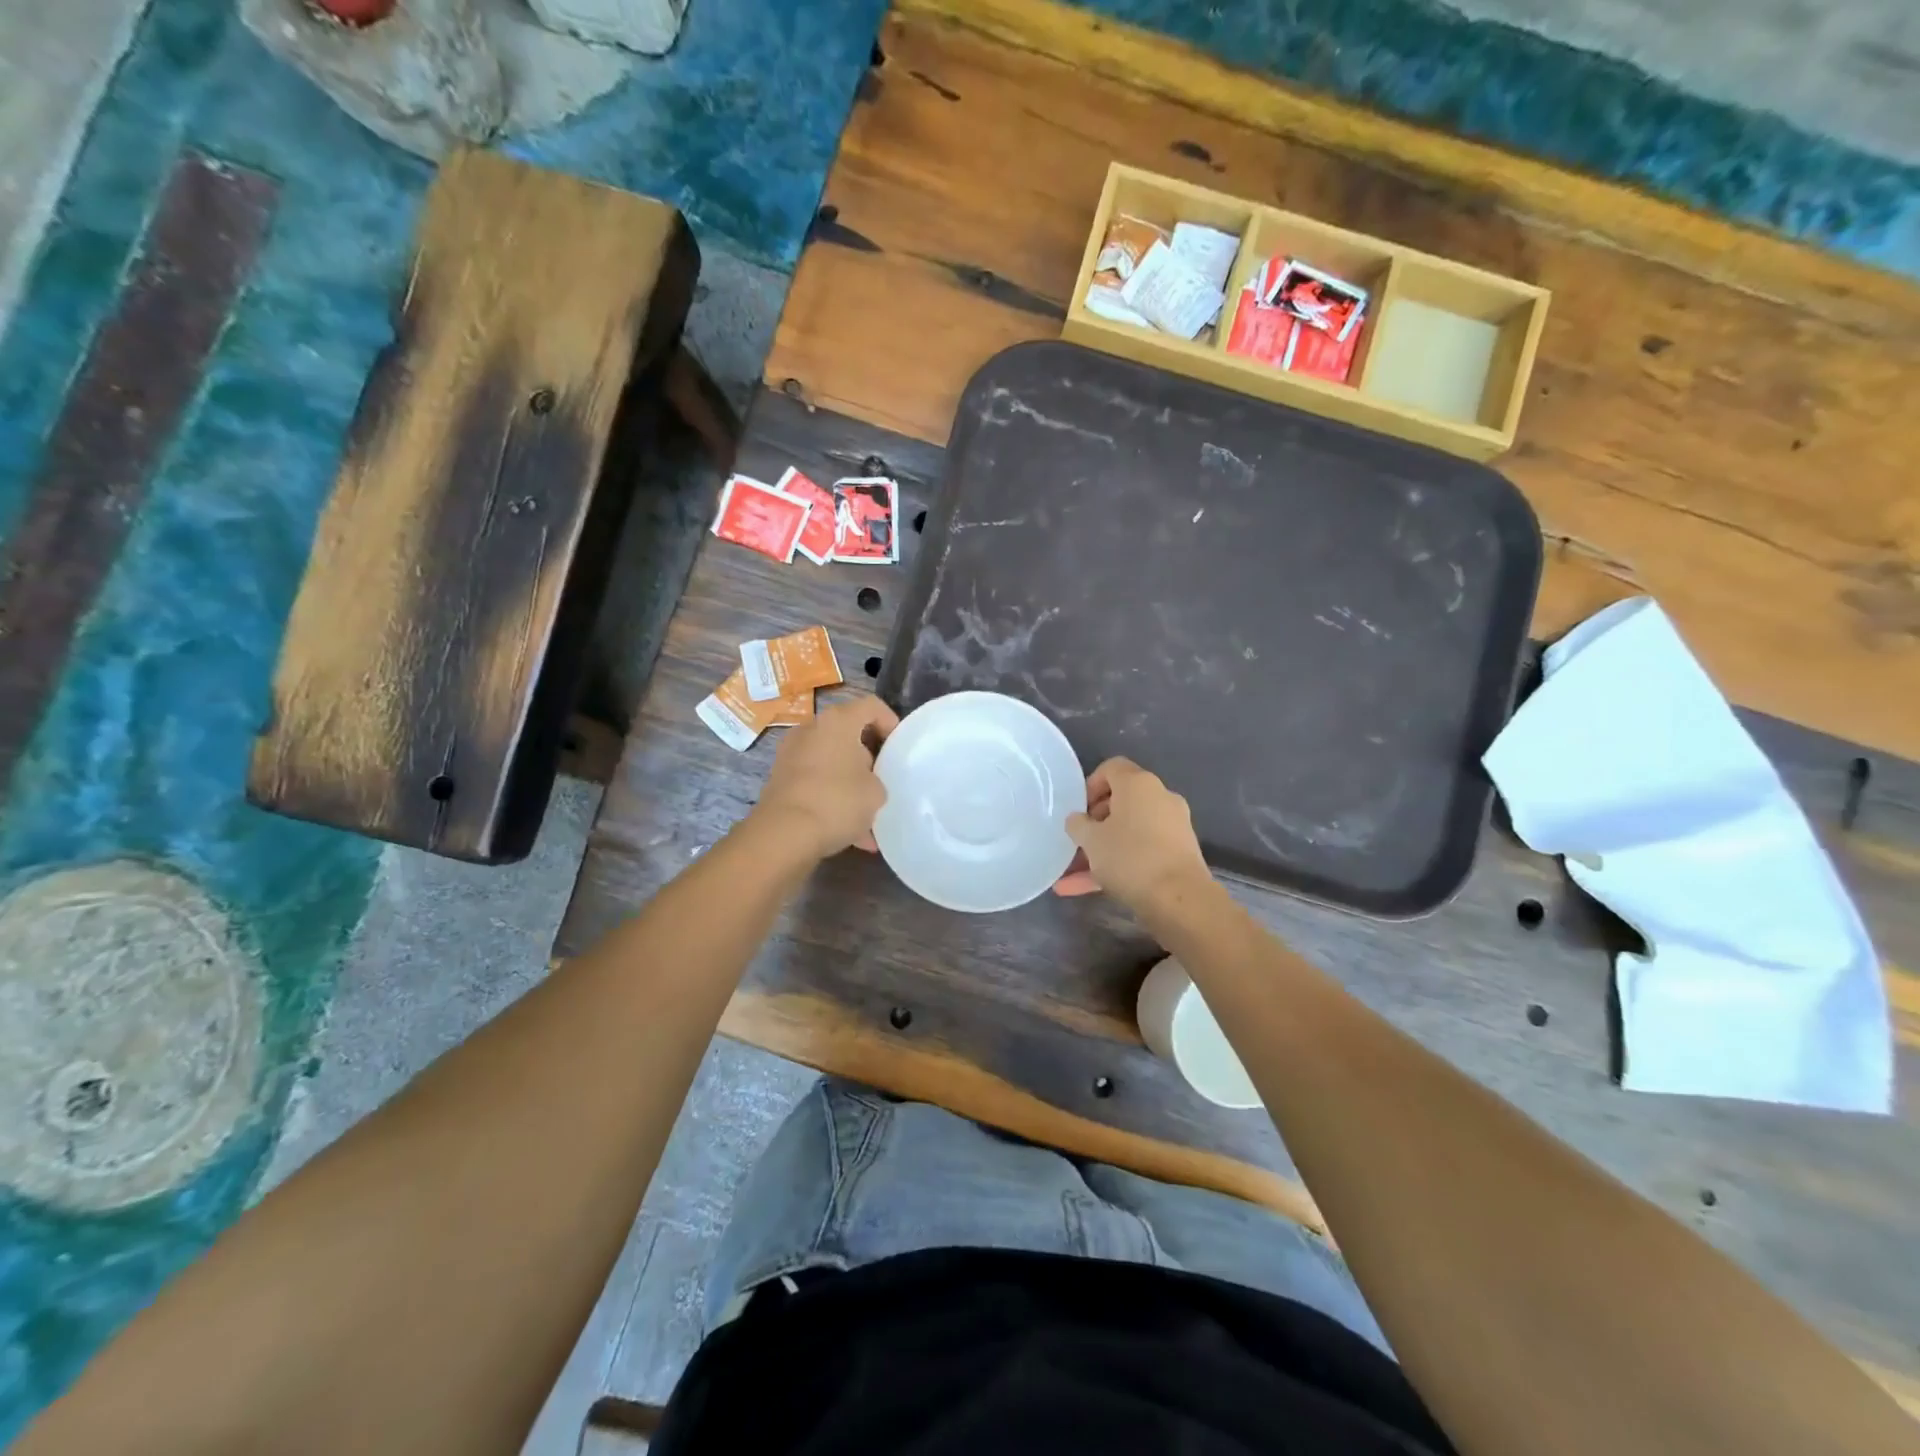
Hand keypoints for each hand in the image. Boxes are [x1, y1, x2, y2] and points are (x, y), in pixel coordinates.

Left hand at [749, 694, 898, 860]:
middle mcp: (811, 729)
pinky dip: (832, 799)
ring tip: (868, 814)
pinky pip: (815, 783)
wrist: (784, 833)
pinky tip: (850, 833)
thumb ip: (877, 779)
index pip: (871, 705)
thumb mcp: (876, 792)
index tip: (899, 746)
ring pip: (831, 762)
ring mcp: (791, 754)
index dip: (890, 721)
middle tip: (883, 777)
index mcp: (838, 722)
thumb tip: (865, 783)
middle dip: (868, 755)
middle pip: (847, 733)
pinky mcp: (780, 779)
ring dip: (850, 781)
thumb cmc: (837, 801)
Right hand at [1053, 757, 1209, 910]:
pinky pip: (1141, 852)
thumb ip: (1078, 825)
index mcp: (1138, 784)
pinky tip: (1088, 889)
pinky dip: (1118, 865)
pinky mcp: (1178, 853)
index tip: (1078, 810)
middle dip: (1095, 823)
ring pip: (1129, 832)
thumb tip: (1078, 820)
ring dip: (1102, 850)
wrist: (1179, 899)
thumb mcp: (1091, 840)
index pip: (1111, 768)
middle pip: (1121, 802)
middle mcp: (1159, 798)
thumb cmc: (1129, 857)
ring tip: (1072, 876)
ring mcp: (1172, 826)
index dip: (1090, 785)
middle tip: (1077, 842)